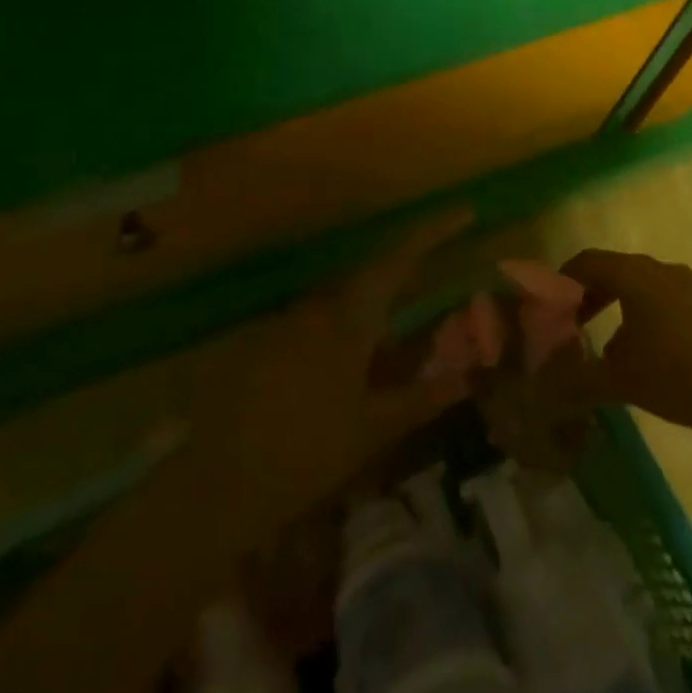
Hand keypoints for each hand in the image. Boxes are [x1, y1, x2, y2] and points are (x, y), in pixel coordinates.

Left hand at [191, 208, 474, 530]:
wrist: (223, 480)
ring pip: (349, 300)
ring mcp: (294, 320)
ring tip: (400, 340)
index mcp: (352, 318)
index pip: (400, 260)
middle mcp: (322, 306)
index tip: (465, 212)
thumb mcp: (373, 429)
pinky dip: (350, 332)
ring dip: (378, 310)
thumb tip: (468, 379)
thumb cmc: (307, 452)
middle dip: (410, 272)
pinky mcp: (274, 340)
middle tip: (442, 272)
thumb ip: (421, 399)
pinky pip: (324, 322)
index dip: (434, 233)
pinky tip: (356, 368)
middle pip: (375, 275)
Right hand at [562, 249, 691, 430]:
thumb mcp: (622, 380)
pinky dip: (640, 316)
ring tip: (605, 346)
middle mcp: (656, 268)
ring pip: (637, 285)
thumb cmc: (682, 372)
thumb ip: (579, 380)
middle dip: (587, 295)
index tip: (546, 307)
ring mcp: (684, 284)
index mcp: (632, 274)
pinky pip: (660, 299)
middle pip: (611, 270)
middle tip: (570, 325)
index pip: (585, 261)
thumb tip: (542, 388)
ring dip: (615, 306)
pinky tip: (645, 355)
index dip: (561, 280)